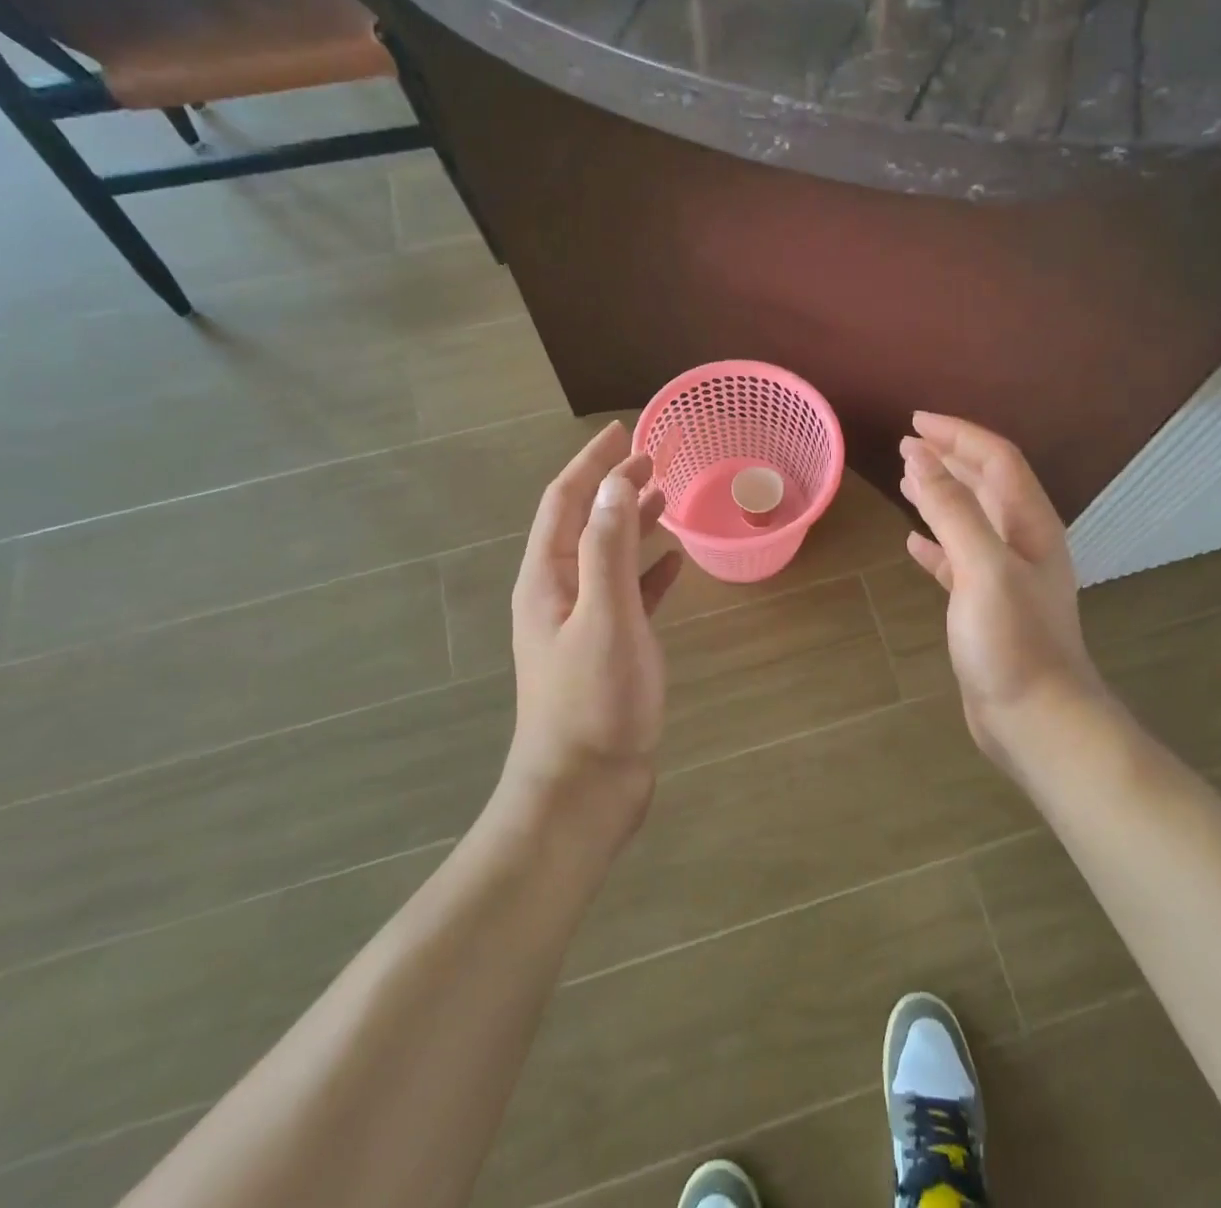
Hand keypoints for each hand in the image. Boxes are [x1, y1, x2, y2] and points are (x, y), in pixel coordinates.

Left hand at [505, 421, 682, 827]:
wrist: (583, 790)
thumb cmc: (594, 701)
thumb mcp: (604, 616)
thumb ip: (608, 547)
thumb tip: (614, 482)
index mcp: (547, 578)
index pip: (566, 501)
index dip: (592, 463)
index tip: (624, 431)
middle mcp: (557, 592)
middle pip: (584, 522)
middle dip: (613, 486)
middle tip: (655, 458)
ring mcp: (580, 622)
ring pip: (607, 555)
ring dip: (631, 523)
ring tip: (666, 498)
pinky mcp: (606, 649)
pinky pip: (626, 594)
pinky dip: (646, 571)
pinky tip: (673, 565)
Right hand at [899, 413, 1106, 773]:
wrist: (1036, 719)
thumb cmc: (1012, 640)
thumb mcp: (981, 566)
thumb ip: (952, 509)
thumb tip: (920, 456)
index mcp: (1029, 525)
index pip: (996, 460)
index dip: (958, 435)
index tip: (916, 422)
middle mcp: (1022, 543)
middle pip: (986, 484)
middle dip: (950, 458)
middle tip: (908, 444)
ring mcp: (1005, 576)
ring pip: (971, 520)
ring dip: (941, 496)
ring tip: (907, 480)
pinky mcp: (986, 607)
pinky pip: (957, 561)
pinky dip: (935, 545)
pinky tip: (912, 545)